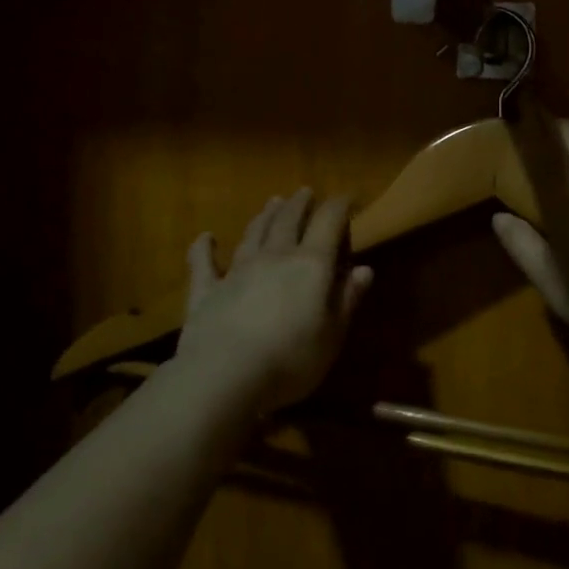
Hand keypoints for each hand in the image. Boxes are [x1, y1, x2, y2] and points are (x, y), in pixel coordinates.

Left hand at [177, 188, 372, 413]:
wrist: (224, 377)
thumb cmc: (291, 360)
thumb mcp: (332, 335)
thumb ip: (347, 299)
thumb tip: (364, 269)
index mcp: (310, 265)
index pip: (328, 223)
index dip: (339, 206)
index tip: (347, 198)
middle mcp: (274, 257)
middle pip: (288, 221)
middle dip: (299, 204)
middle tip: (305, 192)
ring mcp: (237, 271)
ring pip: (253, 234)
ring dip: (264, 216)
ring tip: (273, 202)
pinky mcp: (206, 291)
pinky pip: (203, 264)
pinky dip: (204, 248)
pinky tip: (205, 237)